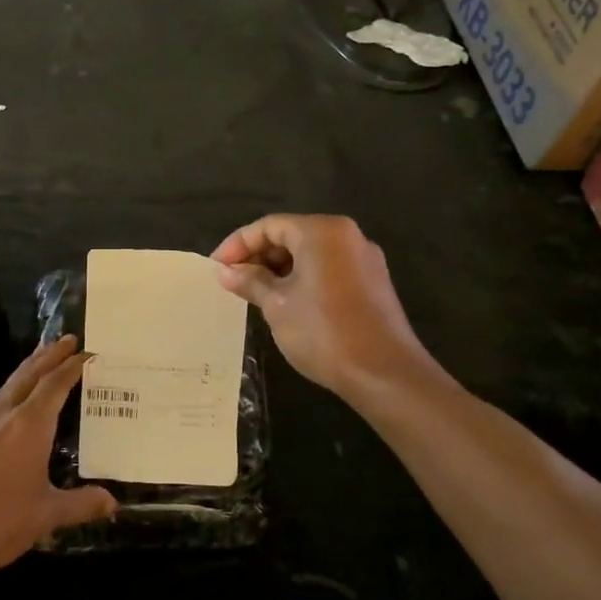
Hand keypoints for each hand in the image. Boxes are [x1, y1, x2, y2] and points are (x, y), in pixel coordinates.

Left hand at [0, 336, 116, 583]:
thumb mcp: (46, 515)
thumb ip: (80, 504)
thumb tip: (113, 502)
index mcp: (29, 425)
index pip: (55, 385)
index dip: (72, 367)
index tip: (88, 352)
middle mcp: (4, 416)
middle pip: (30, 375)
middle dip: (50, 355)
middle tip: (67, 339)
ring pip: (9, 386)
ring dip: (29, 368)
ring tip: (42, 358)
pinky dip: (13, 389)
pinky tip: (14, 401)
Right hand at [212, 214, 448, 398]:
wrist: (384, 373)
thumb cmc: (323, 332)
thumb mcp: (277, 305)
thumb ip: (250, 281)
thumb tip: (225, 271)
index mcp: (322, 232)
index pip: (269, 226)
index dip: (237, 244)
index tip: (216, 268)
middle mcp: (346, 236)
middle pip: (291, 235)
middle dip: (258, 256)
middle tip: (232, 281)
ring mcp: (363, 259)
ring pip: (310, 253)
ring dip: (278, 269)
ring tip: (253, 293)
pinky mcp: (372, 283)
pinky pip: (328, 268)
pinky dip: (302, 278)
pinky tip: (285, 302)